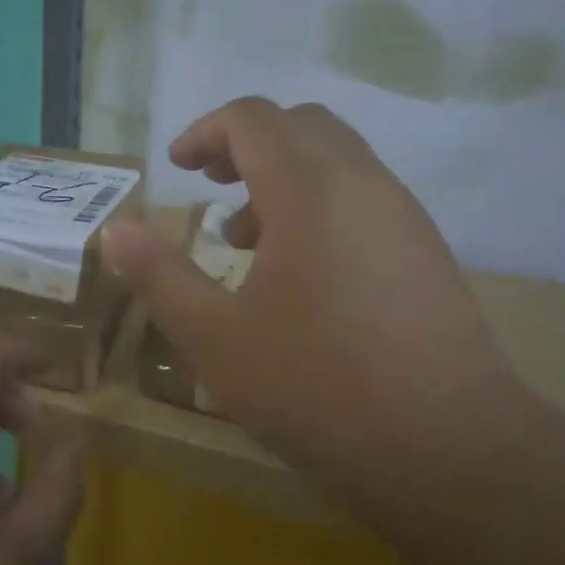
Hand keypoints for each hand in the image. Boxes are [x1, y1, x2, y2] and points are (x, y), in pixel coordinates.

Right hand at [101, 98, 538, 530]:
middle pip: (300, 125)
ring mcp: (403, 215)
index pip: (253, 118)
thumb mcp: (214, 336)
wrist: (447, 446)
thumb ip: (159, 275)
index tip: (177, 167)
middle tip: (210, 186)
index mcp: (309, 188)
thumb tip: (116, 229)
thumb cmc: (315, 385)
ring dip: (284, 176)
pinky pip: (364, 197)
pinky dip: (320, 205)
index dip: (205, 131)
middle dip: (245, 144)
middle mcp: (363, 182)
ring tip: (247, 240)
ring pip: (337, 160)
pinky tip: (302, 274)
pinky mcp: (426, 250)